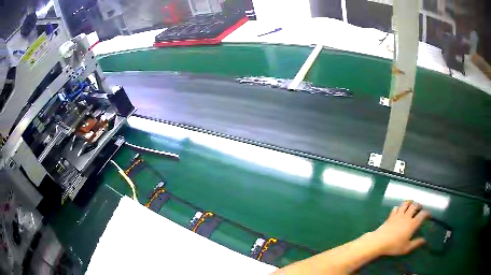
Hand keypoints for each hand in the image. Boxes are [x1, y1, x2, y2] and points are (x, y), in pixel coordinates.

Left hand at [370, 200, 430, 255]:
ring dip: (410, 202)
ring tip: (412, 204)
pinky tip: (399, 209)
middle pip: (415, 205)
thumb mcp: (406, 248)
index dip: (427, 213)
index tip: (429, 215)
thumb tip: (424, 240)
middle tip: (420, 208)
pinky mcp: (391, 216)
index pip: (422, 214)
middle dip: (419, 205)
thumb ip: (416, 243)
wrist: (379, 241)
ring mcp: (398, 215)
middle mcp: (407, 217)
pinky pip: (396, 207)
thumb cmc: (394, 246)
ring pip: (406, 203)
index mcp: (412, 224)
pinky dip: (399, 207)